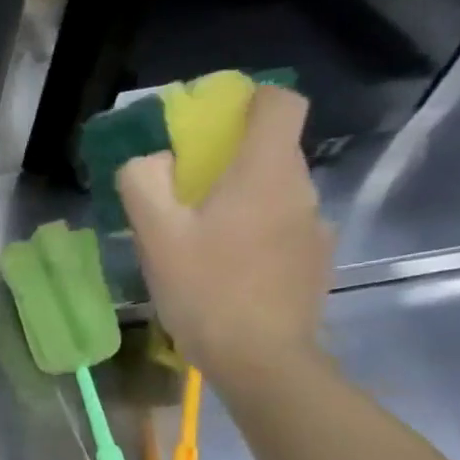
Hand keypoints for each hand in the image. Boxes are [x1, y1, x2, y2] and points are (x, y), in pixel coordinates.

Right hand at [117, 85, 333, 390]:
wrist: (261, 360)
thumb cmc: (206, 290)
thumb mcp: (156, 236)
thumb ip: (144, 184)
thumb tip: (149, 160)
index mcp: (264, 172)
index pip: (280, 103)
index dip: (250, 99)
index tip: (216, 121)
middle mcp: (300, 189)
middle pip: (273, 150)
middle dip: (231, 159)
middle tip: (186, 194)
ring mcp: (314, 227)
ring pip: (276, 193)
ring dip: (242, 201)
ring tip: (203, 241)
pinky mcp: (315, 261)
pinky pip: (283, 229)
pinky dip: (257, 234)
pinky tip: (229, 271)